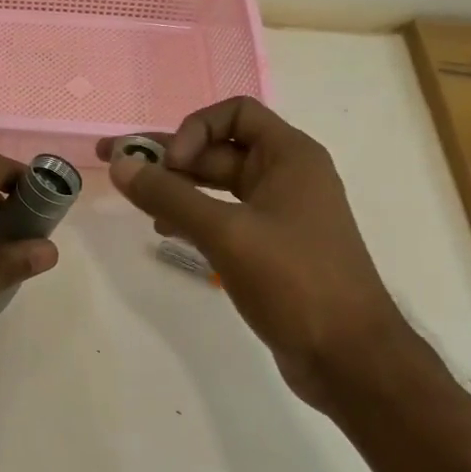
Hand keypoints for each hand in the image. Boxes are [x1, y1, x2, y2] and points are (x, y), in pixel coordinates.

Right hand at [98, 97, 411, 406]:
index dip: (194, 130)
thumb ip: (170, 196)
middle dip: (171, 158)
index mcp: (290, 156)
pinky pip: (224, 216)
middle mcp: (287, 175)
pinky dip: (194, 217)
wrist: (351, 359)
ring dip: (178, 188)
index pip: (235, 113)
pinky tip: (166, 231)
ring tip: (139, 205)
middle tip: (119, 167)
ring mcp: (280, 213)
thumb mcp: (227, 233)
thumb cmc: (295, 282)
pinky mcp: (271, 247)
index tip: (169, 165)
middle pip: (220, 148)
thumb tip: (121, 165)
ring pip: (218, 185)